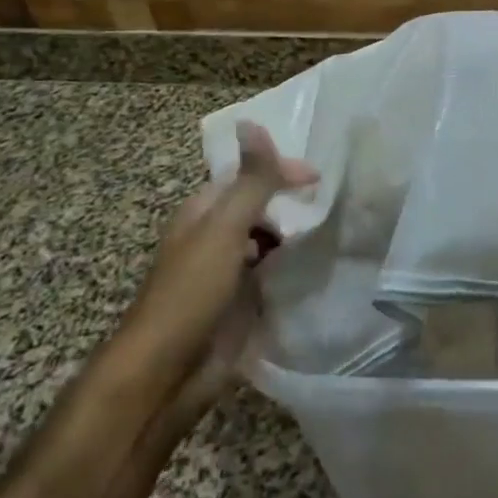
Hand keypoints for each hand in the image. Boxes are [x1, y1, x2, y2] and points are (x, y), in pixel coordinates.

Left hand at [136, 122, 317, 404]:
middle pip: (257, 208)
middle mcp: (214, 238)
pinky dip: (291, 268)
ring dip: (293, 236)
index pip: (245, 176)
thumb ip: (249, 181)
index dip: (279, 170)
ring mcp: (227, 274)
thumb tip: (252, 122)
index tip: (319, 178)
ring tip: (332, 233)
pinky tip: (314, 270)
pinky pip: (271, 276)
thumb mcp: (225, 228)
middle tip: (333, 205)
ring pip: (266, 242)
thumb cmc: (190, 293)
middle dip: (291, 203)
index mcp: (203, 213)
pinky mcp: (240, 305)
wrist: (165, 375)